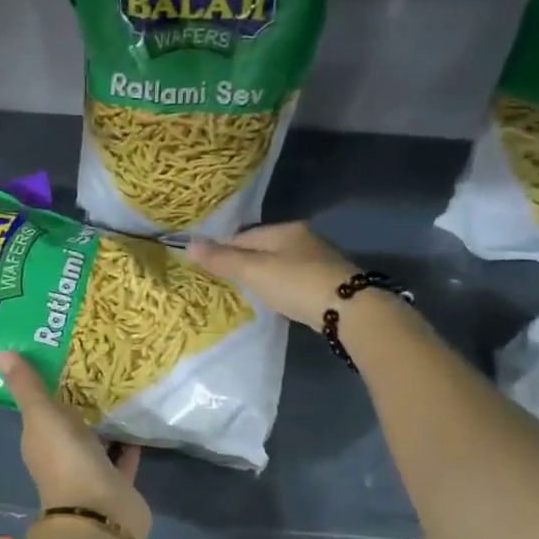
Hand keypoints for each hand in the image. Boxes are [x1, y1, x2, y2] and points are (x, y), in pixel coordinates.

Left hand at [0, 352, 152, 538]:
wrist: (100, 514)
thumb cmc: (66, 461)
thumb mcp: (42, 417)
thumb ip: (28, 387)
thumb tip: (1, 352)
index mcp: (39, 441)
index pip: (40, 409)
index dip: (48, 384)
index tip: (62, 354)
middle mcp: (62, 456)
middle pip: (71, 422)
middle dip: (81, 399)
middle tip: (99, 362)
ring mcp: (90, 471)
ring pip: (98, 438)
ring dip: (106, 419)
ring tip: (123, 383)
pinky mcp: (118, 482)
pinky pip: (124, 455)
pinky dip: (129, 440)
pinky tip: (142, 416)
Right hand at [187, 222, 364, 329]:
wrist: (349, 309)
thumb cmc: (296, 284)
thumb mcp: (254, 271)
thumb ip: (223, 260)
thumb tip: (188, 245)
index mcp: (284, 230)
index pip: (243, 236)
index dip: (223, 251)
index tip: (209, 269)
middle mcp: (303, 238)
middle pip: (263, 248)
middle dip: (244, 263)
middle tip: (227, 284)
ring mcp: (318, 260)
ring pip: (279, 264)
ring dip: (264, 276)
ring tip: (249, 294)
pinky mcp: (328, 281)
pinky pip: (294, 280)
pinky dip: (282, 287)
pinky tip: (278, 301)